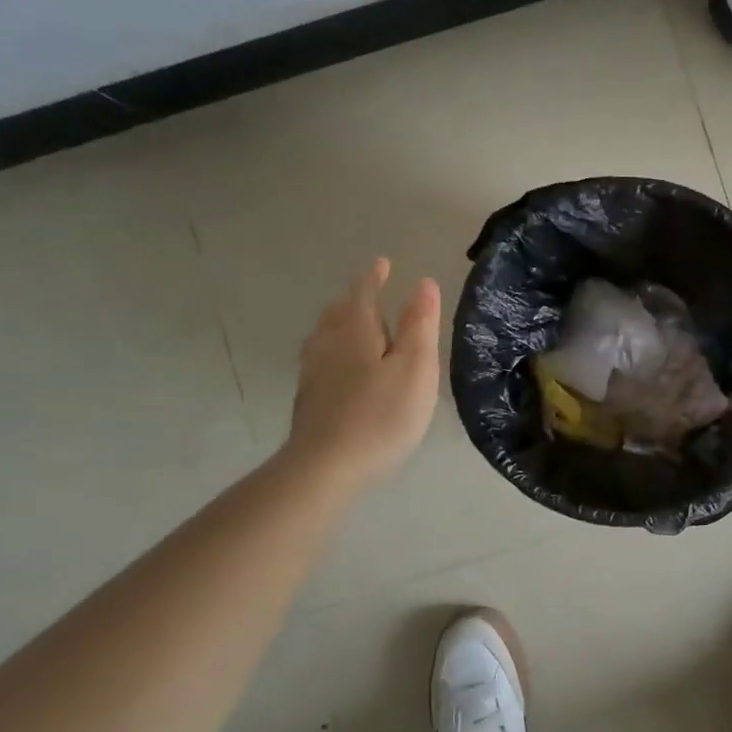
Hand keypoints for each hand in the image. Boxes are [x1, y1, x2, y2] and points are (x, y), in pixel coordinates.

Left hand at [285, 258, 441, 489]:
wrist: (327, 467)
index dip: (374, 278)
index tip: (382, 264)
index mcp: (357, 333)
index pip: (364, 295)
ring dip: (338, 324)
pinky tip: (336, 368)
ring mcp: (313, 374)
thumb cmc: (381, 414)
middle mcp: (329, 346)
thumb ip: (419, 325)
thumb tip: (423, 283)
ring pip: (324, 336)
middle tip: (368, 293)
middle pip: (339, 313)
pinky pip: (319, 361)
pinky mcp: (308, 401)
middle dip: (354, 300)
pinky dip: (331, 351)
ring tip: (349, 325)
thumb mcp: (415, 368)